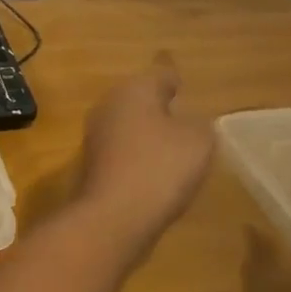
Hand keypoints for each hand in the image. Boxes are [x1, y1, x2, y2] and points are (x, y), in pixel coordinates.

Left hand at [77, 59, 214, 239]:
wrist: (115, 215)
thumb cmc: (161, 167)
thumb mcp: (199, 141)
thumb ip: (199, 124)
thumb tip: (187, 122)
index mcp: (134, 89)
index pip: (161, 76)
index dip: (176, 82)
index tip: (185, 88)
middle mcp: (108, 104)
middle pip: (140, 99)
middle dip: (159, 108)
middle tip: (184, 121)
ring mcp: (95, 134)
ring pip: (128, 124)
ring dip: (147, 133)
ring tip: (173, 149)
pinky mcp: (92, 162)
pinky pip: (122, 150)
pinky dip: (137, 156)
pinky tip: (153, 172)